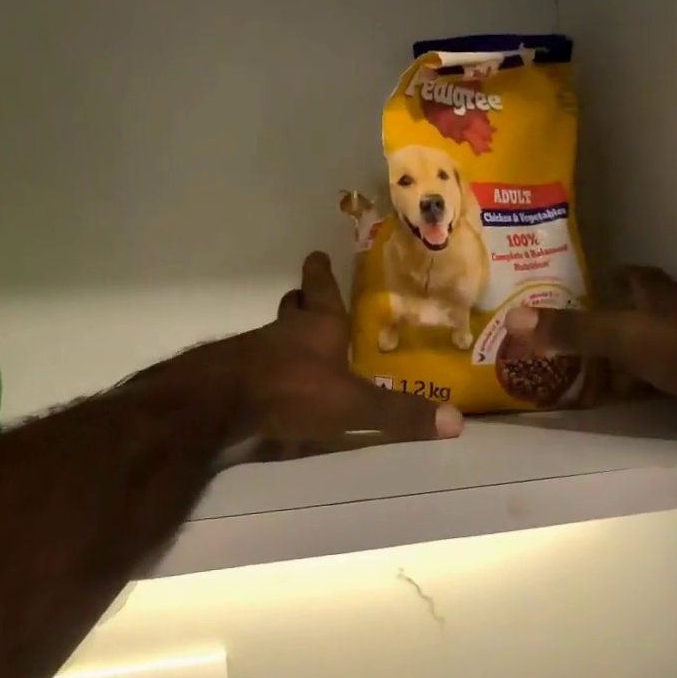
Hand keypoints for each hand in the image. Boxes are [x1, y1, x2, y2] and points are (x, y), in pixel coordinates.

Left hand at [153, 253, 461, 458]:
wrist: (220, 402)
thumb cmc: (293, 388)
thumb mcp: (352, 404)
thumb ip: (398, 414)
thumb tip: (456, 422)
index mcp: (319, 326)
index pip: (321, 289)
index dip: (321, 272)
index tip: (317, 254)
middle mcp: (286, 331)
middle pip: (294, 307)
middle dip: (304, 301)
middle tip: (309, 298)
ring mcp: (257, 351)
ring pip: (275, 333)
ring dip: (287, 334)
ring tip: (300, 344)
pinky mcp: (236, 375)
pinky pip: (257, 362)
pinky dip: (269, 366)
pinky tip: (276, 384)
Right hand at [504, 268, 676, 440]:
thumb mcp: (623, 337)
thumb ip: (571, 328)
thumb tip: (512, 318)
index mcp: (651, 289)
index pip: (614, 274)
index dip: (586, 282)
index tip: (552, 297)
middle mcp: (666, 309)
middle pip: (620, 310)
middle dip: (589, 322)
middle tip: (550, 339)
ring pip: (633, 343)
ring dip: (605, 355)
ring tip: (566, 369)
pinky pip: (646, 372)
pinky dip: (626, 381)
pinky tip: (606, 396)